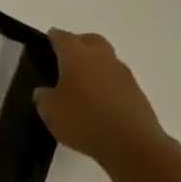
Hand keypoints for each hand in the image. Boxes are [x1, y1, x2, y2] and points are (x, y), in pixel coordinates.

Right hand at [33, 29, 169, 168]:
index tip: (45, 44)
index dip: (52, 38)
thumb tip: (45, 91)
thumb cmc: (84, 121)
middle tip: (64, 61)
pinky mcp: (136, 92)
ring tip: (80, 86)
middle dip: (77, 45)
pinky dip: (106, 84)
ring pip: (105, 59)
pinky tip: (97, 102)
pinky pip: (116, 79)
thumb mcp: (49, 111)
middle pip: (90, 40)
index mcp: (76, 55)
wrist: (133, 144)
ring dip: (94, 66)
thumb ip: (43, 96)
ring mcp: (123, 74)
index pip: (62, 37)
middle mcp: (101, 57)